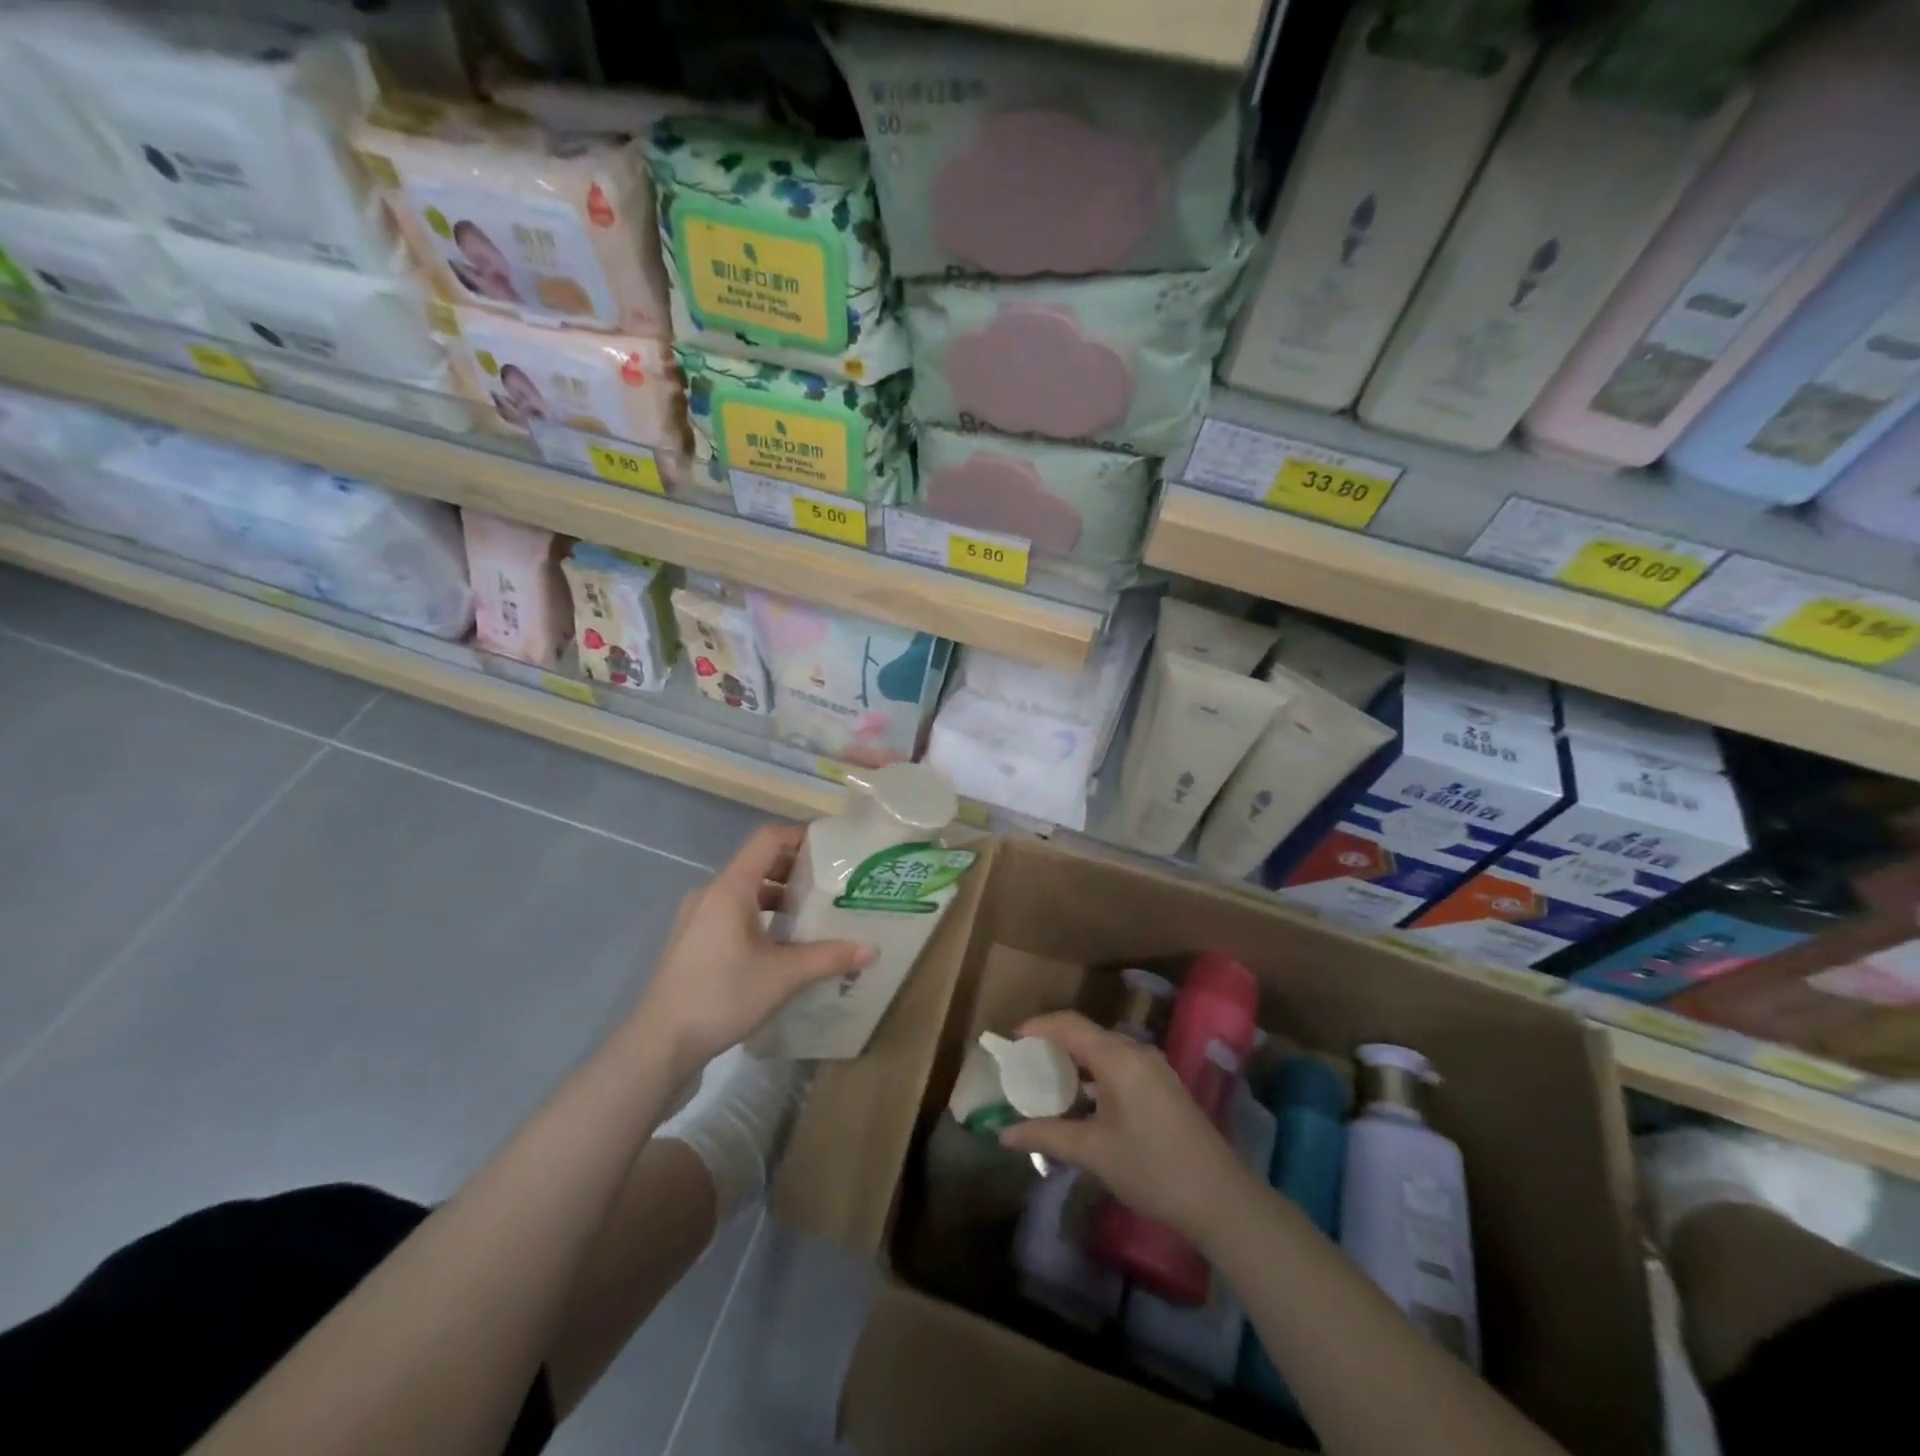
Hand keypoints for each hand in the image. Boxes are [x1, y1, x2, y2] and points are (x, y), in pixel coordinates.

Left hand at [630, 824, 873, 1077]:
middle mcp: (710, 893)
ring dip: (778, 895)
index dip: (801, 835)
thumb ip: (829, 957)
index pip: (768, 839)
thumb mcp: (783, 976)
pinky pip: (732, 912)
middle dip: (796, 869)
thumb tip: (872, 950)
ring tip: (811, 914)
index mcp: (730, 888)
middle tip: (831, 884)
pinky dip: (759, 915)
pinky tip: (780, 944)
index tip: (833, 848)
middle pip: (758, 863)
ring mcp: (696, 917)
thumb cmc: (722, 996)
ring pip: (745, 891)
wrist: (660, 1044)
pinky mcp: (692, 941)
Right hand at [1000, 1011, 1253, 1241]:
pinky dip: (1095, 1078)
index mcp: (1118, 1057)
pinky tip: (1083, 1105)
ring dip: (1075, 1064)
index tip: (1011, 1041)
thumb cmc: (1151, 1168)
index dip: (1038, 1027)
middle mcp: (1136, 1052)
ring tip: (1047, 1086)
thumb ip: (1046, 1135)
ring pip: (1104, 1053)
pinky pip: (1120, 1068)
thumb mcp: (1093, 1152)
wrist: (1220, 1199)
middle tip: (1024, 1066)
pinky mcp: (1164, 1088)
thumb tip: (1004, 1134)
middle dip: (1053, 1046)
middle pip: (1086, 1035)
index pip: (1069, 1024)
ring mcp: (1154, 1069)